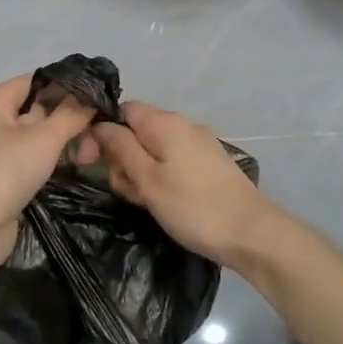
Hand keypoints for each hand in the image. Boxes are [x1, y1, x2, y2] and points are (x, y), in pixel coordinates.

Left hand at [0, 74, 98, 278]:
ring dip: (59, 142)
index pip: (32, 81)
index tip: (94, 95)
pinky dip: (45, 160)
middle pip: (32, 109)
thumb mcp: (45, 138)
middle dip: (65, 118)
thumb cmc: (6, 171)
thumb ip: (71, 114)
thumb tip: (91, 96)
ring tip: (90, 151)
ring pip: (30, 136)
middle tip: (98, 129)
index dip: (64, 85)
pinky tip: (71, 165)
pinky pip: (24, 158)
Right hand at [91, 101, 281, 270]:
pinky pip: (172, 162)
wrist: (251, 233)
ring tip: (145, 202)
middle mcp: (183, 125)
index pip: (122, 110)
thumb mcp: (147, 179)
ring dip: (140, 172)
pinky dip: (161, 178)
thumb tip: (100, 125)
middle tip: (125, 190)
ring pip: (154, 150)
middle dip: (122, 157)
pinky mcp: (209, 164)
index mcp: (165, 122)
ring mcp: (199, 144)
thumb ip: (120, 148)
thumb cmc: (192, 206)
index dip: (103, 132)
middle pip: (137, 130)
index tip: (91, 161)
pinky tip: (163, 203)